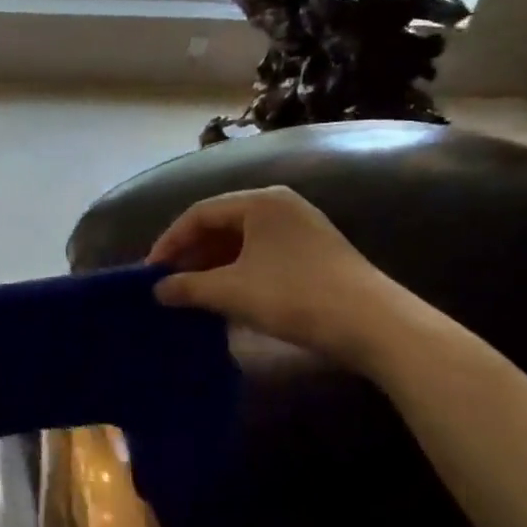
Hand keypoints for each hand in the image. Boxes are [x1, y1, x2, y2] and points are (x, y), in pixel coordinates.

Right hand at [148, 186, 411, 366]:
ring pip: (242, 241)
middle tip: (168, 282)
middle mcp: (280, 205)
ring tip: (193, 292)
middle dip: (191, 254)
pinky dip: (238, 271)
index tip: (151, 271)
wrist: (375, 325)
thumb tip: (157, 290)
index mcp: (259, 201)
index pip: (199, 213)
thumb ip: (188, 287)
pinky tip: (227, 296)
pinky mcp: (315, 252)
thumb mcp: (232, 292)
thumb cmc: (295, 296)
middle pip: (221, 224)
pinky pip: (262, 254)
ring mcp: (301, 228)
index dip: (170, 242)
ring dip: (213, 266)